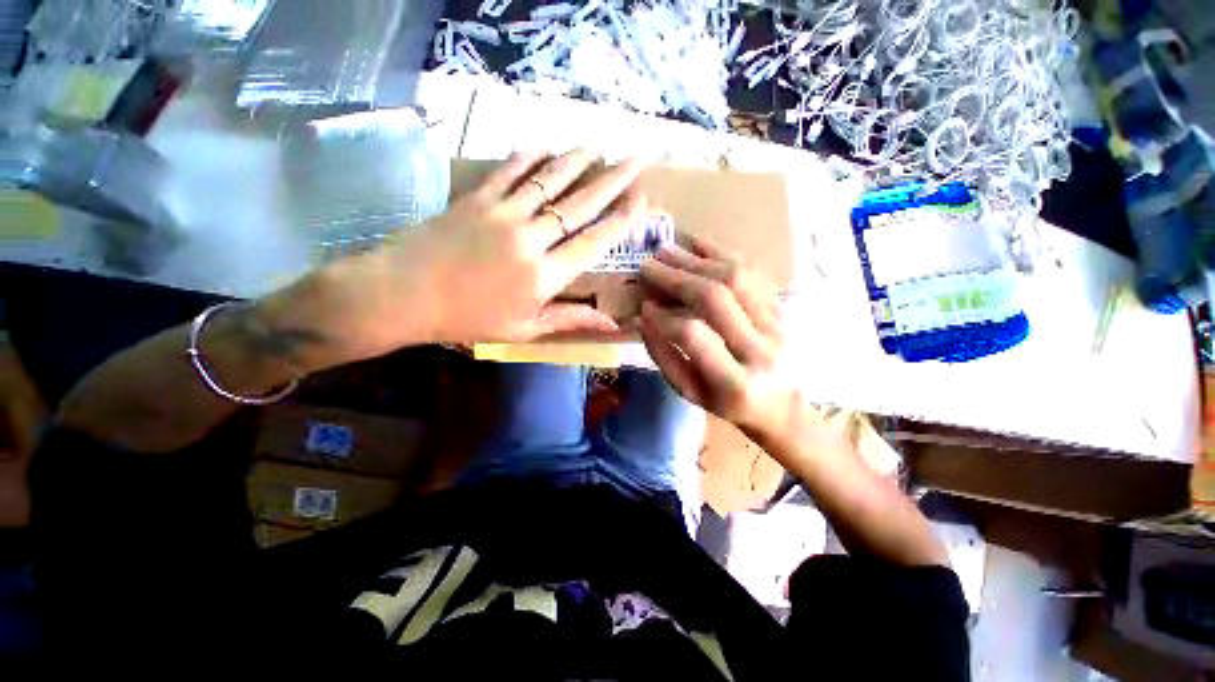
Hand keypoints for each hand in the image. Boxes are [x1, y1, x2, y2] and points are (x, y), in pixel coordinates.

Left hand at [304, 149, 648, 360]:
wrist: (403, 295)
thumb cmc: (469, 320)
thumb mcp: (524, 329)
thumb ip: (570, 320)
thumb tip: (610, 324)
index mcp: (545, 275)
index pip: (594, 241)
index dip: (621, 220)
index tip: (642, 200)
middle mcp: (531, 238)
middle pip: (580, 204)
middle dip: (612, 180)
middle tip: (635, 160)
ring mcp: (503, 213)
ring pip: (550, 180)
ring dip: (577, 161)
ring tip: (598, 148)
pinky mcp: (477, 198)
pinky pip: (511, 171)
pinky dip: (531, 157)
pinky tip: (546, 147)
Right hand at [639, 235, 794, 434]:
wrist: (783, 404)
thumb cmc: (729, 404)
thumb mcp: (691, 393)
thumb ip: (665, 358)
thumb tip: (645, 319)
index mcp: (735, 381)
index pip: (693, 335)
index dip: (664, 317)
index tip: (644, 305)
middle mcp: (761, 349)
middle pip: (716, 298)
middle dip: (676, 277)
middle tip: (649, 265)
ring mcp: (778, 324)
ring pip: (736, 277)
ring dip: (697, 260)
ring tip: (668, 250)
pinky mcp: (783, 307)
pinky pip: (752, 272)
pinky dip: (722, 254)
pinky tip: (698, 243)